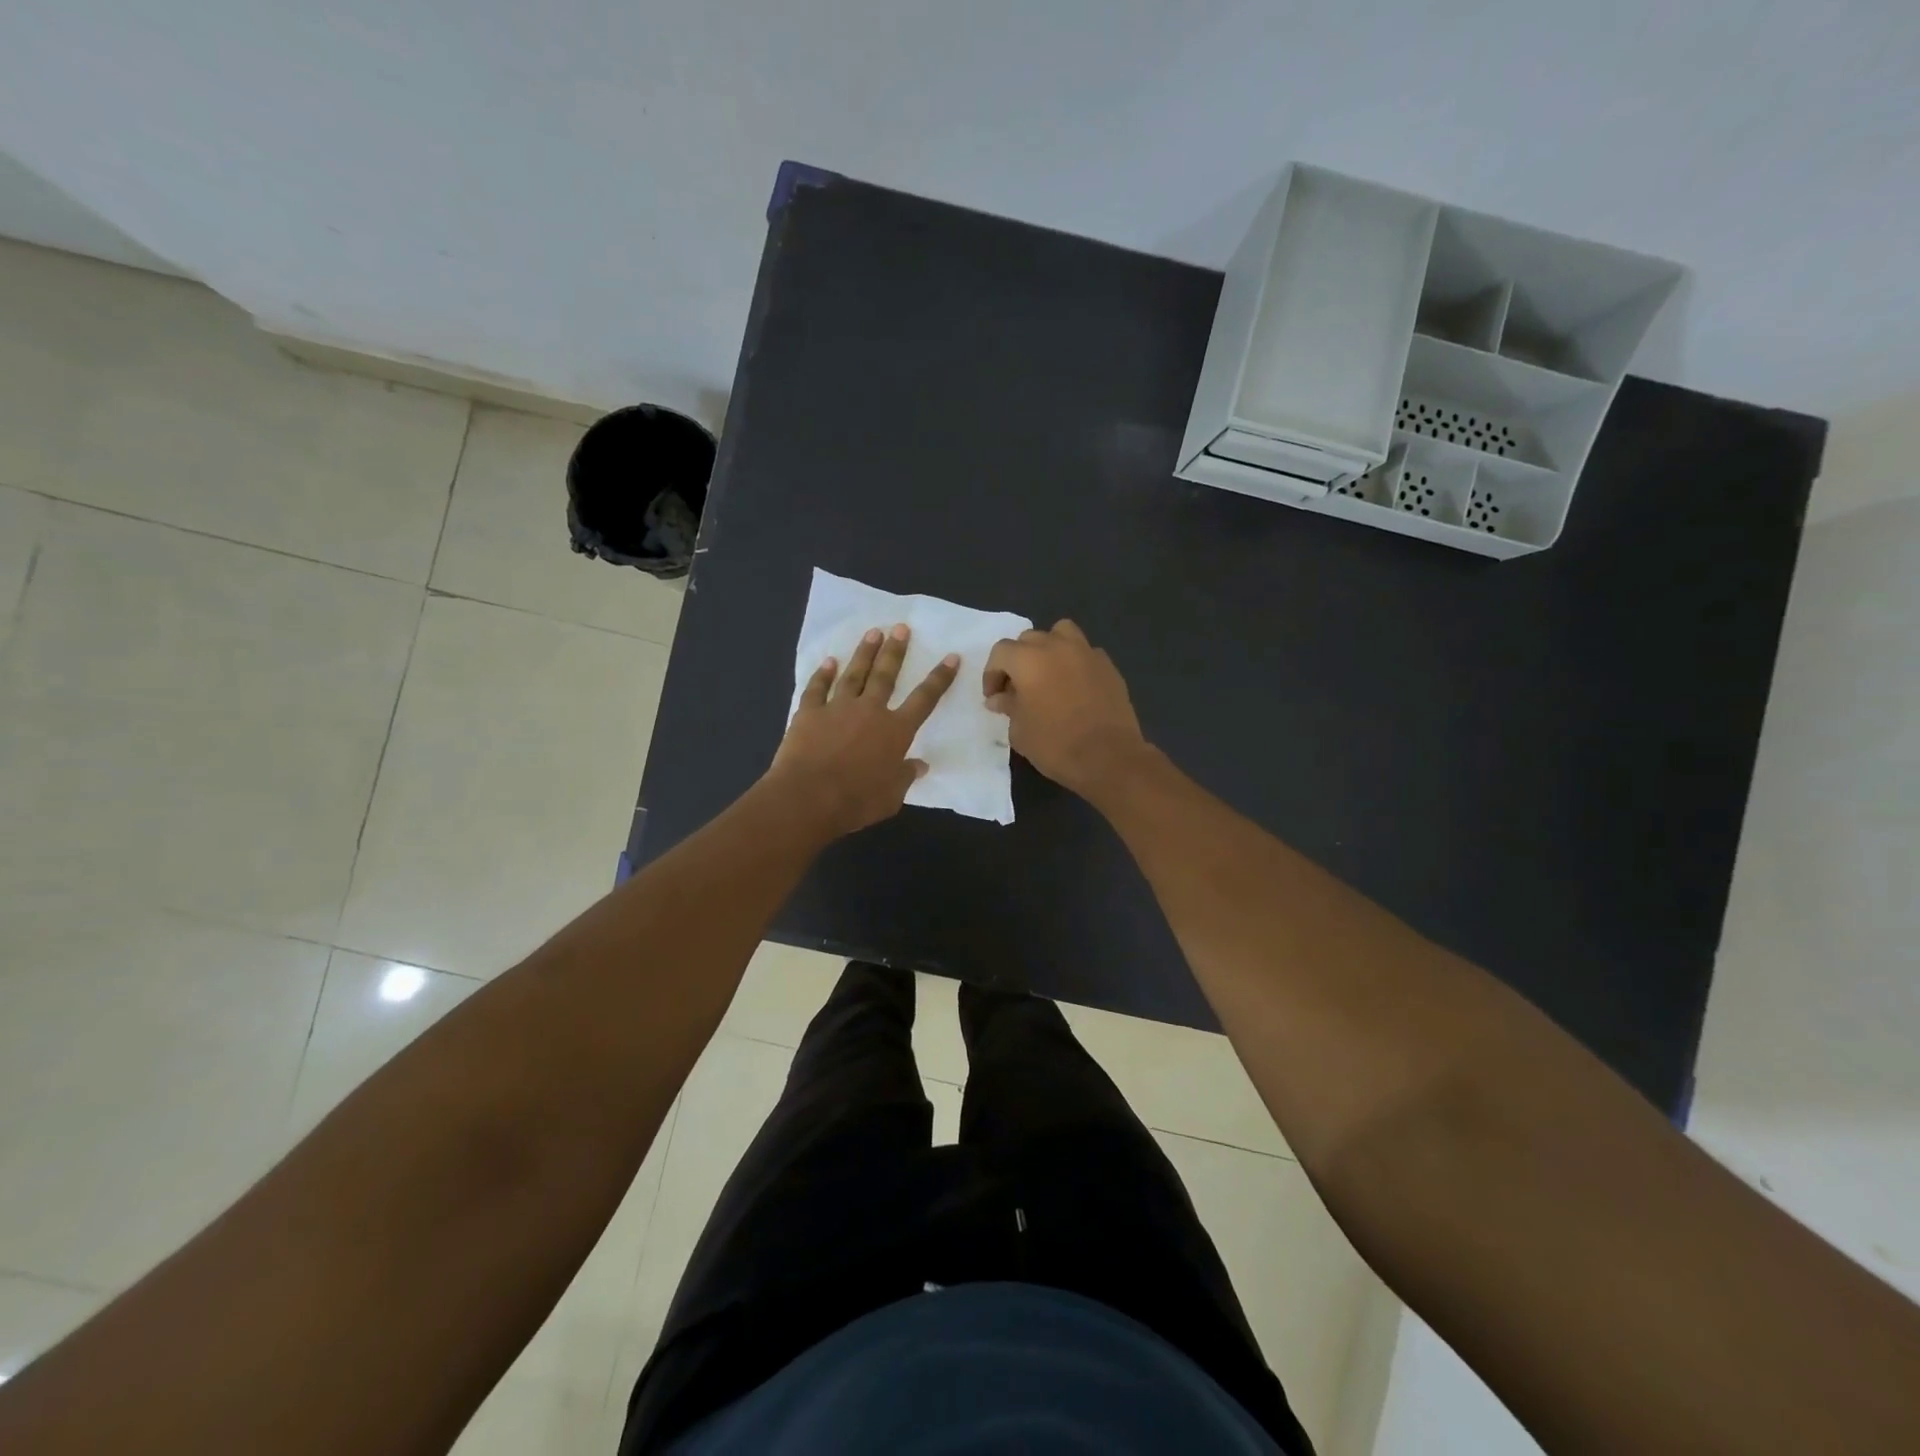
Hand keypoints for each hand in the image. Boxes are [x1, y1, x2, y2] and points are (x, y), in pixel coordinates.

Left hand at [765, 623, 959, 838]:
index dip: (939, 677)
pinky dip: (823, 674)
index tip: (950, 657)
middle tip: (901, 628)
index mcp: (896, 731)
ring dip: (864, 653)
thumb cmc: (856, 801)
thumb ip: (905, 777)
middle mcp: (870, 711)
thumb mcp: (892, 796)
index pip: (925, 699)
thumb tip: (919, 765)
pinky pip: (817, 688)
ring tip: (873, 633)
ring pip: (854, 674)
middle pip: (886, 675)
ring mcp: (838, 708)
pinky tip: (828, 662)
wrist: (808, 797)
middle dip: (896, 651)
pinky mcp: (809, 713)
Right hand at [982, 619, 1150, 798]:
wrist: (1109, 758)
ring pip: (1061, 633)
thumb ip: (1008, 707)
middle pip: (1029, 639)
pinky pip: (1085, 653)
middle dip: (1018, 660)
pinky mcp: (1108, 666)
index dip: (992, 674)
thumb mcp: (1020, 731)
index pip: (1000, 652)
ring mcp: (1086, 653)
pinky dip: (1075, 662)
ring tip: (1047, 674)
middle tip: (1017, 688)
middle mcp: (1056, 646)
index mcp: (1028, 660)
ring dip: (1049, 648)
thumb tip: (1000, 698)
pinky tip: (1074, 686)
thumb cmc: (1055, 745)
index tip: (994, 697)